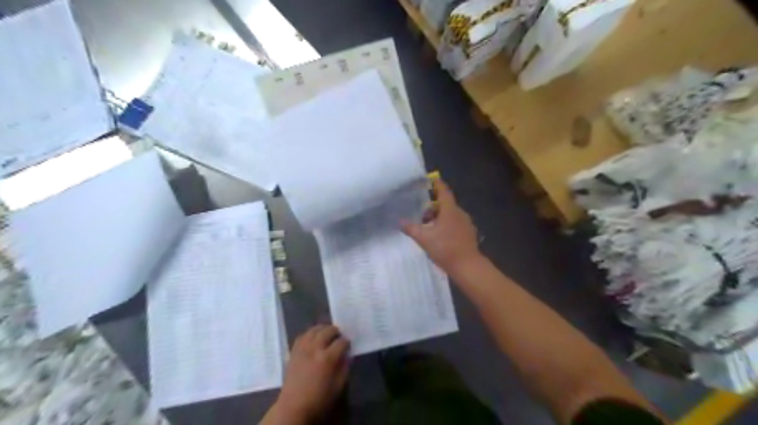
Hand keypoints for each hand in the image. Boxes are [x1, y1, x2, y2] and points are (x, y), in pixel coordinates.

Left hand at [265, 323, 350, 423]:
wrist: (293, 407)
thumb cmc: (319, 399)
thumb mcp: (338, 386)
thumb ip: (344, 367)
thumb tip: (347, 355)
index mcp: (327, 358)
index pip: (341, 342)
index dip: (347, 342)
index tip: (348, 344)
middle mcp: (314, 349)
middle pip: (327, 331)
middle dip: (336, 331)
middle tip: (339, 335)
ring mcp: (302, 348)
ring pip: (314, 330)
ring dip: (323, 329)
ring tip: (327, 333)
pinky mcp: (293, 351)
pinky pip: (302, 336)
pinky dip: (310, 333)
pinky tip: (313, 337)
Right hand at [402, 178, 479, 273]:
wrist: (468, 266)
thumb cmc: (446, 248)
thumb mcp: (424, 238)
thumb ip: (411, 228)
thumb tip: (400, 221)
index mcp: (450, 210)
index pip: (444, 191)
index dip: (437, 184)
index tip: (430, 179)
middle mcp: (459, 213)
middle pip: (445, 203)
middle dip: (433, 206)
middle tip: (421, 213)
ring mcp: (466, 224)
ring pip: (450, 214)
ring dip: (439, 217)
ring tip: (427, 227)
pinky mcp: (468, 233)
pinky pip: (455, 223)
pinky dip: (445, 224)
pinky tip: (438, 236)